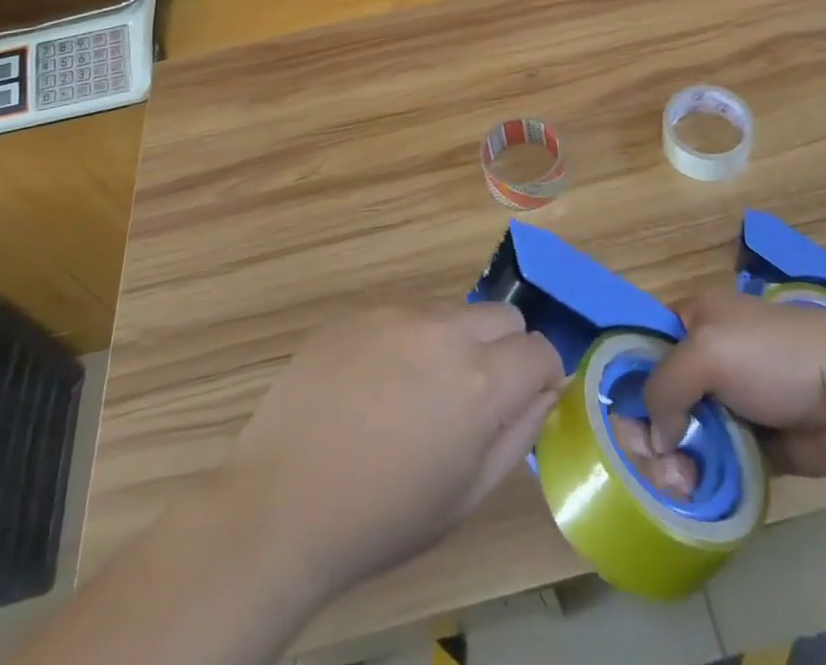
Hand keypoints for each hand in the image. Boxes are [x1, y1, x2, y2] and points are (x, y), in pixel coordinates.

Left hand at [226, 304, 563, 593]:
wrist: (280, 502)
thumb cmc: (381, 517)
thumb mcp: (466, 496)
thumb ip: (518, 435)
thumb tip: (544, 392)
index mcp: (479, 382)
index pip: (540, 350)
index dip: (540, 376)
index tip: (524, 400)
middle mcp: (445, 331)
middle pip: (503, 317)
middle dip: (504, 351)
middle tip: (472, 396)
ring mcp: (397, 312)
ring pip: (453, 311)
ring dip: (454, 341)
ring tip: (415, 391)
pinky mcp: (359, 309)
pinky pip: (405, 312)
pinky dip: (408, 338)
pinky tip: (374, 382)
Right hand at [643, 291, 825, 477]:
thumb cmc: (773, 355)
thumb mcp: (707, 351)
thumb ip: (665, 386)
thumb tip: (655, 438)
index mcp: (693, 320)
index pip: (642, 347)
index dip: (626, 382)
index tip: (622, 421)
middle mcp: (705, 359)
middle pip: (657, 398)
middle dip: (650, 433)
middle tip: (660, 463)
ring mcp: (728, 403)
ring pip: (682, 436)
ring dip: (674, 462)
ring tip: (685, 483)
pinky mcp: (753, 444)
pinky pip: (714, 463)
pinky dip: (703, 479)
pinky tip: (698, 493)